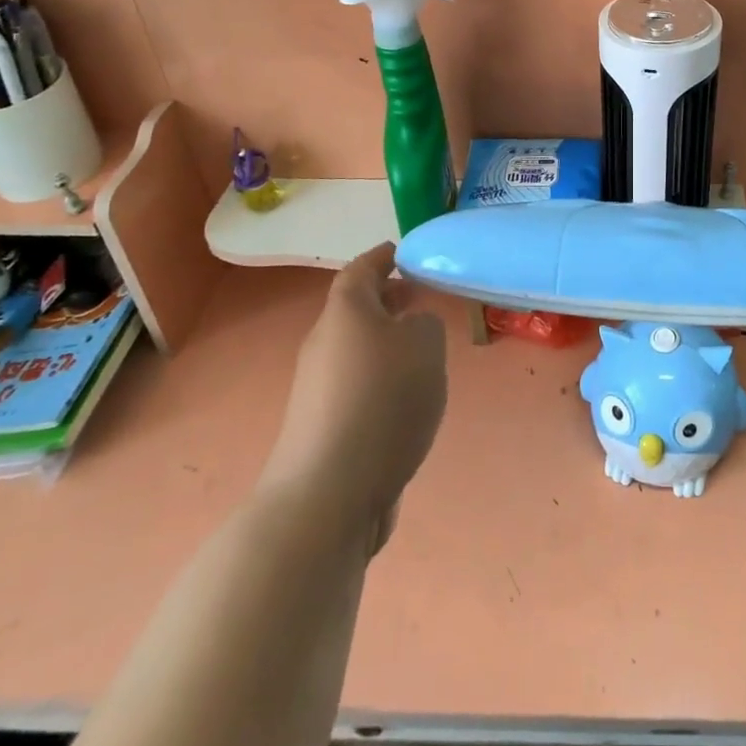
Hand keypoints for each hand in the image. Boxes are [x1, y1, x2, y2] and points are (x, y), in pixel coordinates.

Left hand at [260, 243, 446, 549]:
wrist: (328, 494)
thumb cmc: (383, 400)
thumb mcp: (426, 345)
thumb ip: (426, 323)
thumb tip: (411, 327)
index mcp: (345, 312)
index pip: (360, 270)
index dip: (382, 257)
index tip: (401, 251)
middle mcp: (324, 344)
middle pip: (355, 310)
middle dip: (388, 300)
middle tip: (420, 298)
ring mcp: (318, 390)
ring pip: (356, 350)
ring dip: (386, 343)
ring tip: (423, 352)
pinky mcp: (321, 429)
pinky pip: (356, 386)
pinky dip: (380, 381)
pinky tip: (407, 402)